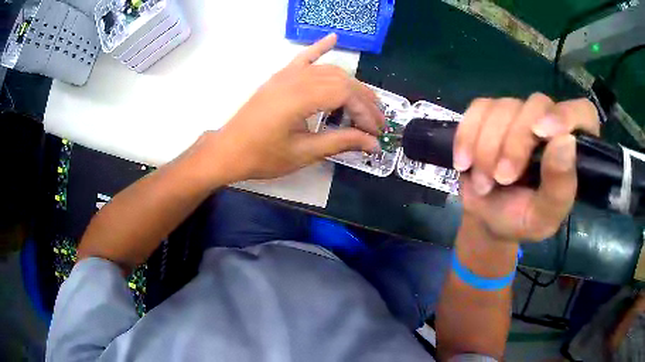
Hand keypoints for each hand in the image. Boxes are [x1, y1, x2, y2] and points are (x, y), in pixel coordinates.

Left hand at [208, 34, 384, 181]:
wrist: (228, 151)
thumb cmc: (263, 156)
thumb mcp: (304, 152)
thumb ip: (341, 143)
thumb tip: (373, 144)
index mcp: (300, 97)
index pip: (345, 94)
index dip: (365, 111)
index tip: (375, 132)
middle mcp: (295, 79)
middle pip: (341, 80)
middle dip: (364, 100)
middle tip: (378, 121)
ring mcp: (286, 75)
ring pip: (328, 70)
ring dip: (350, 83)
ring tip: (366, 102)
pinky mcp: (280, 77)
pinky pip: (303, 58)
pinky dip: (319, 48)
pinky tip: (333, 38)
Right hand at [453, 94, 599, 240]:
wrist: (487, 218)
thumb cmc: (521, 220)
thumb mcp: (543, 216)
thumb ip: (560, 186)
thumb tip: (566, 141)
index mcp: (573, 148)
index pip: (583, 113)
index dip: (565, 115)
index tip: (541, 132)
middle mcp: (549, 122)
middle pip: (537, 104)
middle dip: (515, 142)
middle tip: (502, 177)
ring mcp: (518, 114)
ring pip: (503, 106)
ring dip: (487, 147)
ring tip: (484, 182)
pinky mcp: (490, 114)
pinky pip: (477, 110)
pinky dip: (467, 136)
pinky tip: (464, 162)